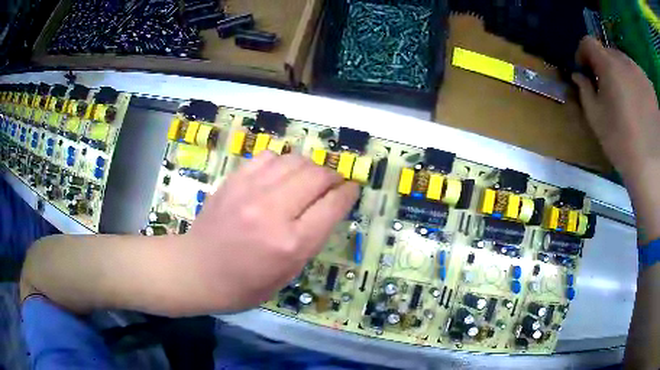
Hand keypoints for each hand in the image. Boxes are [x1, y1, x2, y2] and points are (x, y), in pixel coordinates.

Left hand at [186, 151, 358, 311]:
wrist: (197, 270)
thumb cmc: (244, 284)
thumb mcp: (287, 274)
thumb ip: (311, 239)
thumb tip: (328, 207)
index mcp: (291, 243)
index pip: (332, 205)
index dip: (348, 193)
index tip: (353, 188)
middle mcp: (273, 211)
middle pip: (317, 176)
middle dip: (333, 177)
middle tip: (334, 183)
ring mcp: (250, 191)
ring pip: (295, 161)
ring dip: (310, 167)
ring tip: (309, 178)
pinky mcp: (234, 180)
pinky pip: (268, 157)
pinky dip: (282, 162)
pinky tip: (280, 174)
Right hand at [572, 36, 659, 181]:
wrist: (650, 168)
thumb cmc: (621, 143)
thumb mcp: (596, 119)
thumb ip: (584, 90)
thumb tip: (578, 75)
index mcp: (609, 65)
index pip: (588, 42)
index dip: (583, 53)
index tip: (585, 71)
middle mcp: (625, 61)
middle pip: (609, 52)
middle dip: (605, 66)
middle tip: (608, 90)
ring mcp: (640, 72)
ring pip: (626, 64)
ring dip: (622, 75)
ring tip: (628, 101)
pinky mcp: (650, 87)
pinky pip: (640, 76)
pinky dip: (637, 84)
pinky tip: (641, 107)